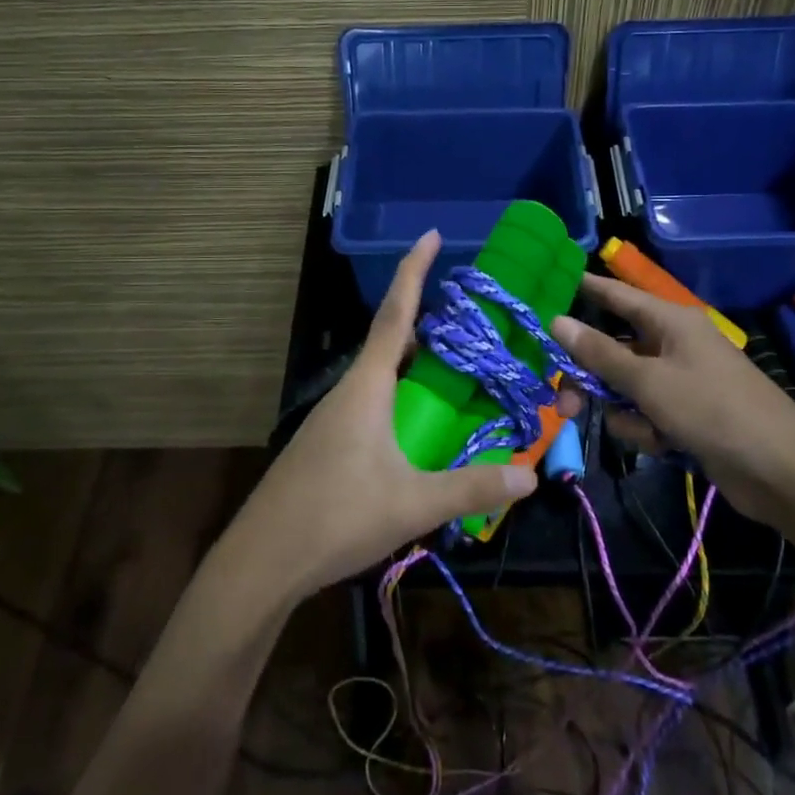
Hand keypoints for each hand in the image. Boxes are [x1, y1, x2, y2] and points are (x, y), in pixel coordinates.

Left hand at [229, 231, 536, 599]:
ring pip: (383, 373)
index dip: (414, 271)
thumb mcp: (413, 503)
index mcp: (367, 385)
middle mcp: (350, 389)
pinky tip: (423, 419)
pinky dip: (404, 392)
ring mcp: (336, 416)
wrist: (264, 559)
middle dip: (427, 318)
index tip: (430, 235)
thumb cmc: (336, 516)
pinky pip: (375, 400)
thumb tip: (530, 478)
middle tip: (471, 312)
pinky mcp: (331, 440)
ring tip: (458, 362)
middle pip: (391, 339)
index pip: (395, 314)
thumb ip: (471, 487)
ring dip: (417, 360)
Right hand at [551, 276, 794, 520]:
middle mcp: (673, 344)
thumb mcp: (648, 382)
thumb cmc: (712, 410)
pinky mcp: (685, 414)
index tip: (550, 285)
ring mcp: (680, 381)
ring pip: (625, 387)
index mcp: (670, 322)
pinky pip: (645, 413)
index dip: (585, 289)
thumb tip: (556, 321)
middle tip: (563, 405)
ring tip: (642, 431)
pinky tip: (662, 445)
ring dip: (623, 411)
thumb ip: (599, 353)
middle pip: (613, 350)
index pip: (617, 295)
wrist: (779, 470)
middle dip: (590, 378)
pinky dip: (646, 429)